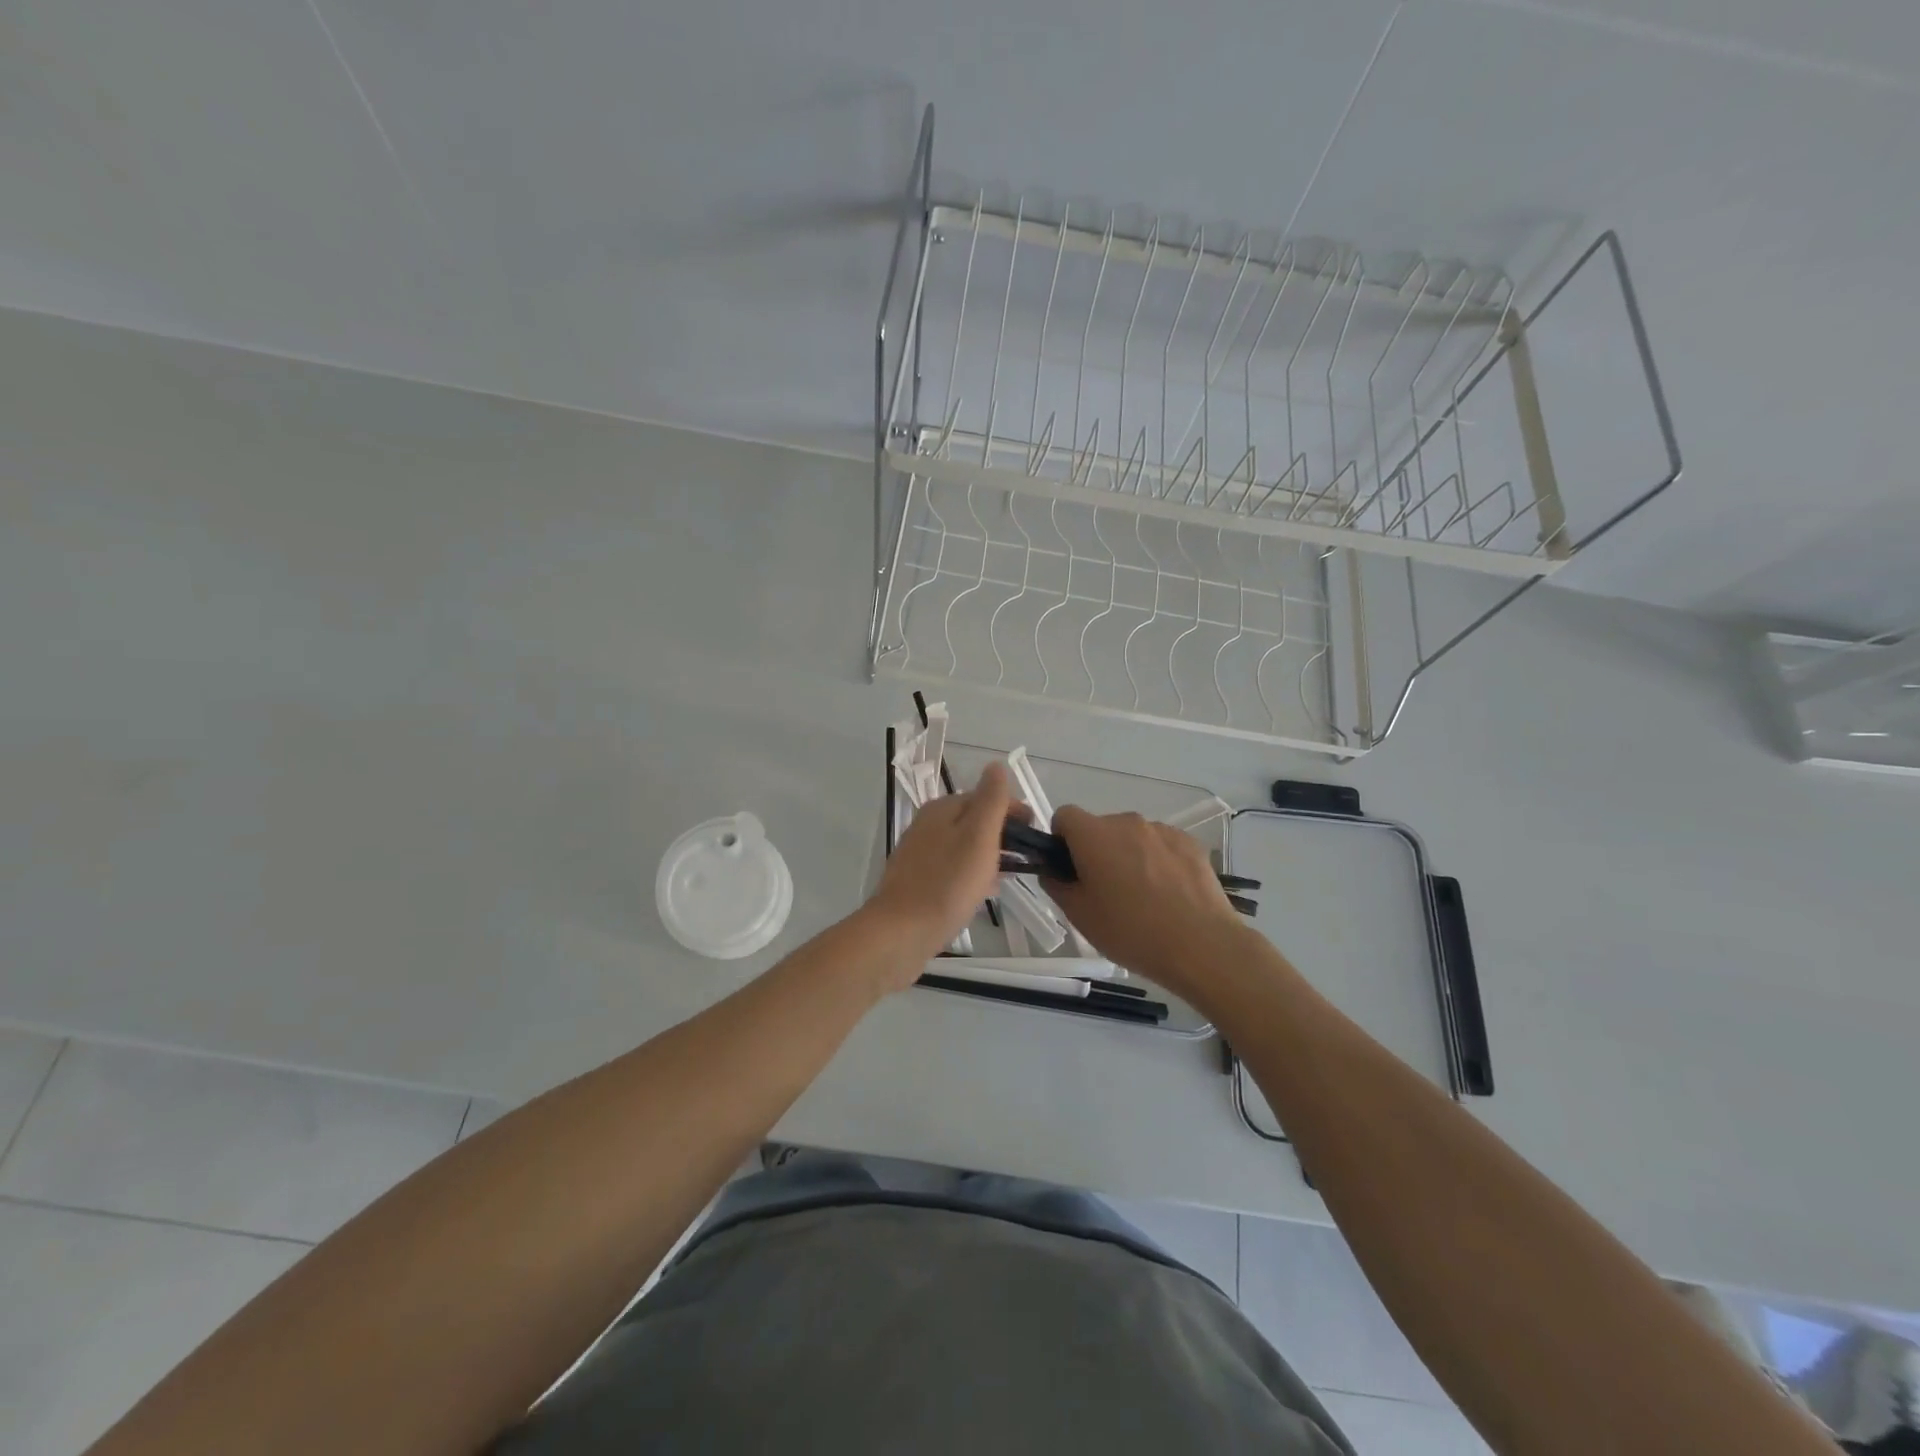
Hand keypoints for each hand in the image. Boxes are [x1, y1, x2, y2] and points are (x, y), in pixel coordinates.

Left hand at [866, 763, 1015, 979]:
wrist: (901, 933)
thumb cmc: (947, 883)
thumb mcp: (978, 836)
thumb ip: (991, 800)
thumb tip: (996, 765)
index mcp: (942, 809)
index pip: (985, 797)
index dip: (1013, 810)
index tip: (1036, 832)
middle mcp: (926, 826)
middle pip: (972, 821)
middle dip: (1001, 833)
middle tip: (1027, 855)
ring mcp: (919, 855)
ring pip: (963, 846)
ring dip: (988, 855)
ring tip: (1010, 874)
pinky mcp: (916, 882)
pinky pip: (952, 869)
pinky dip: (972, 874)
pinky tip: (982, 892)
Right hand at [1045, 806, 1244, 995]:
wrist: (1201, 946)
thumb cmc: (1131, 931)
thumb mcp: (1079, 916)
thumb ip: (1056, 885)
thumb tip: (1052, 870)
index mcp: (1093, 835)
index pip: (1064, 816)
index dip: (1061, 839)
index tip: (1069, 869)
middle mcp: (1127, 822)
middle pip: (1100, 827)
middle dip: (1096, 851)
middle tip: (1105, 891)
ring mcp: (1162, 830)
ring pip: (1132, 837)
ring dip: (1128, 856)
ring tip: (1142, 897)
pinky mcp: (1189, 843)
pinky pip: (1161, 845)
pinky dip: (1157, 862)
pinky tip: (1168, 895)